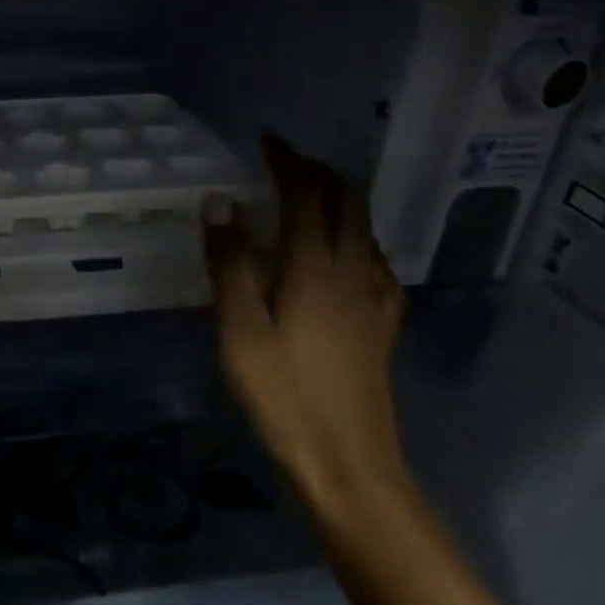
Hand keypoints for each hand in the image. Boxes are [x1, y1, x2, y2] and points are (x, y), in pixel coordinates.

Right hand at [202, 135, 408, 518]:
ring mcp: (375, 297)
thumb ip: (230, 261)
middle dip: (317, 171)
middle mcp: (353, 270)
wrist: (349, 462)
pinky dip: (356, 235)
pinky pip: (376, 259)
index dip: (287, 161)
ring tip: (308, 195)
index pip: (306, 193)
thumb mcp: (239, 328)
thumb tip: (221, 201)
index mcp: (315, 265)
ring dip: (338, 198)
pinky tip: (346, 253)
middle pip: (345, 201)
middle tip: (284, 162)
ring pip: (364, 227)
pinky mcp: (383, 323)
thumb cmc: (283, 394)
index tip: (266, 141)